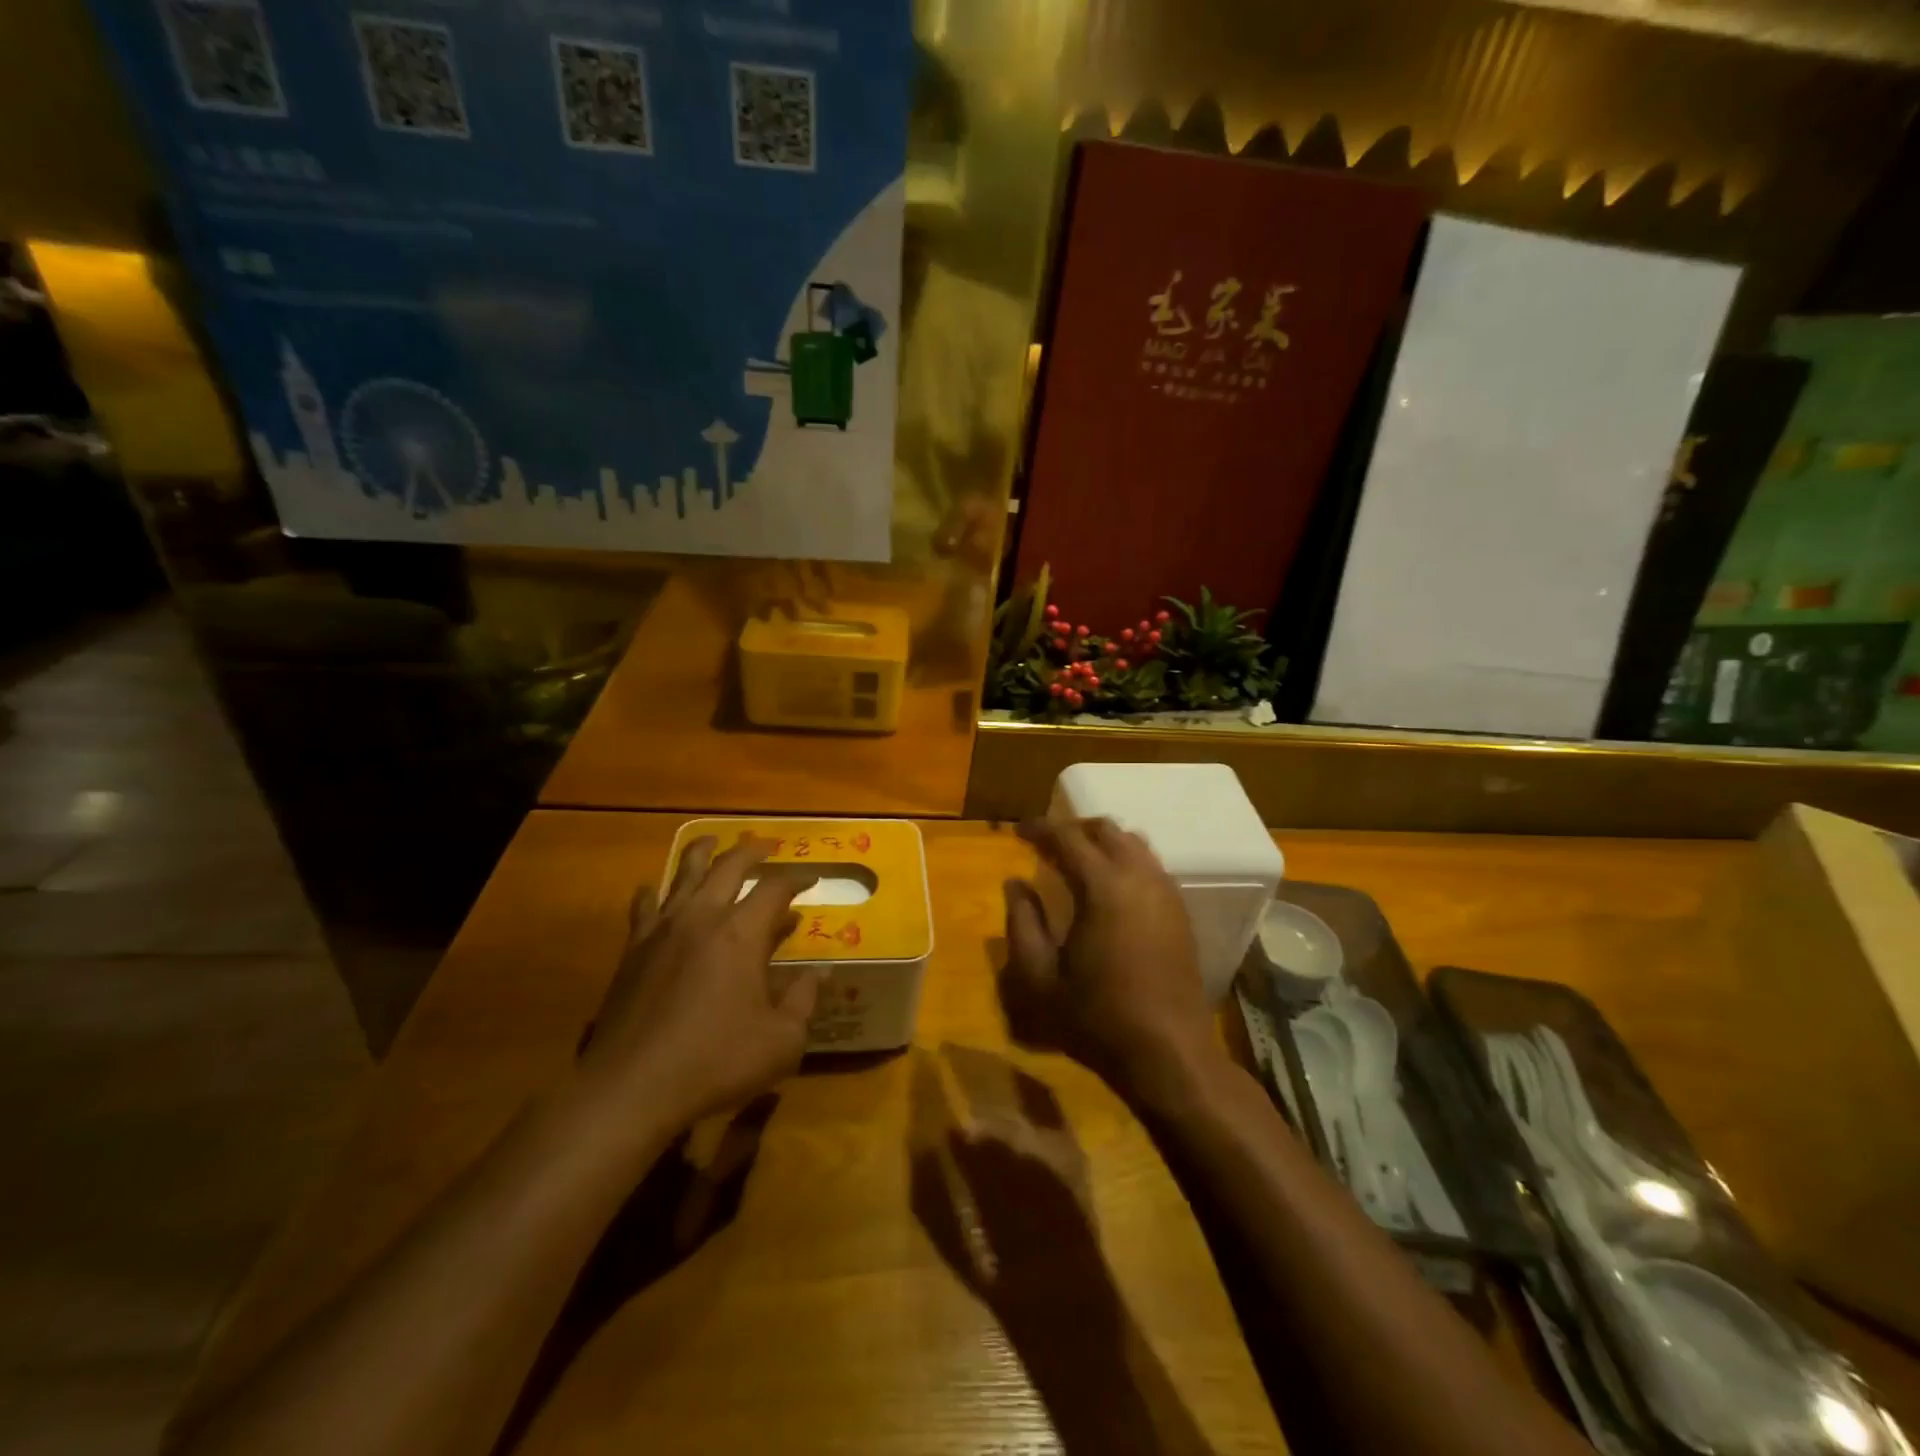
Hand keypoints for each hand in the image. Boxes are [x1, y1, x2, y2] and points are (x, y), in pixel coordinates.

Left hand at [579, 836, 822, 1127]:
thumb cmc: (715, 1062)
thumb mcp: (780, 1041)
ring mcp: (662, 929)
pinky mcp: (633, 950)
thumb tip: (821, 973)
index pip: (775, 888)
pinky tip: (656, 890)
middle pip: (728, 865)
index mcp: (741, 932)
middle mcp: (702, 917)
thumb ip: (803, 1000)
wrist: (631, 1087)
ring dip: (702, 853)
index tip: (811, 879)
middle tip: (767, 846)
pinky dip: (656, 891)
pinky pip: (645, 905)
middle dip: (752, 850)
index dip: (797, 880)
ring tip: (711, 842)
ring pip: (683, 873)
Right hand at [1001, 818, 1222, 1106]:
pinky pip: (1151, 866)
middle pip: (1107, 829)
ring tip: (1077, 860)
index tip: (1018, 831)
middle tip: (1047, 844)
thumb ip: (1021, 924)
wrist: (1170, 1055)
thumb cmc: (1097, 1019)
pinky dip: (1126, 861)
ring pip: (1134, 844)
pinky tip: (1111, 889)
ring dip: (1103, 842)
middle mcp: (1140, 878)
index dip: (1040, 829)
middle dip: (1074, 828)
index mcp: (1103, 887)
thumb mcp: (1039, 979)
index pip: (1067, 838)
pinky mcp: (1181, 913)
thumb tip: (1014, 884)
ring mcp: (1167, 894)